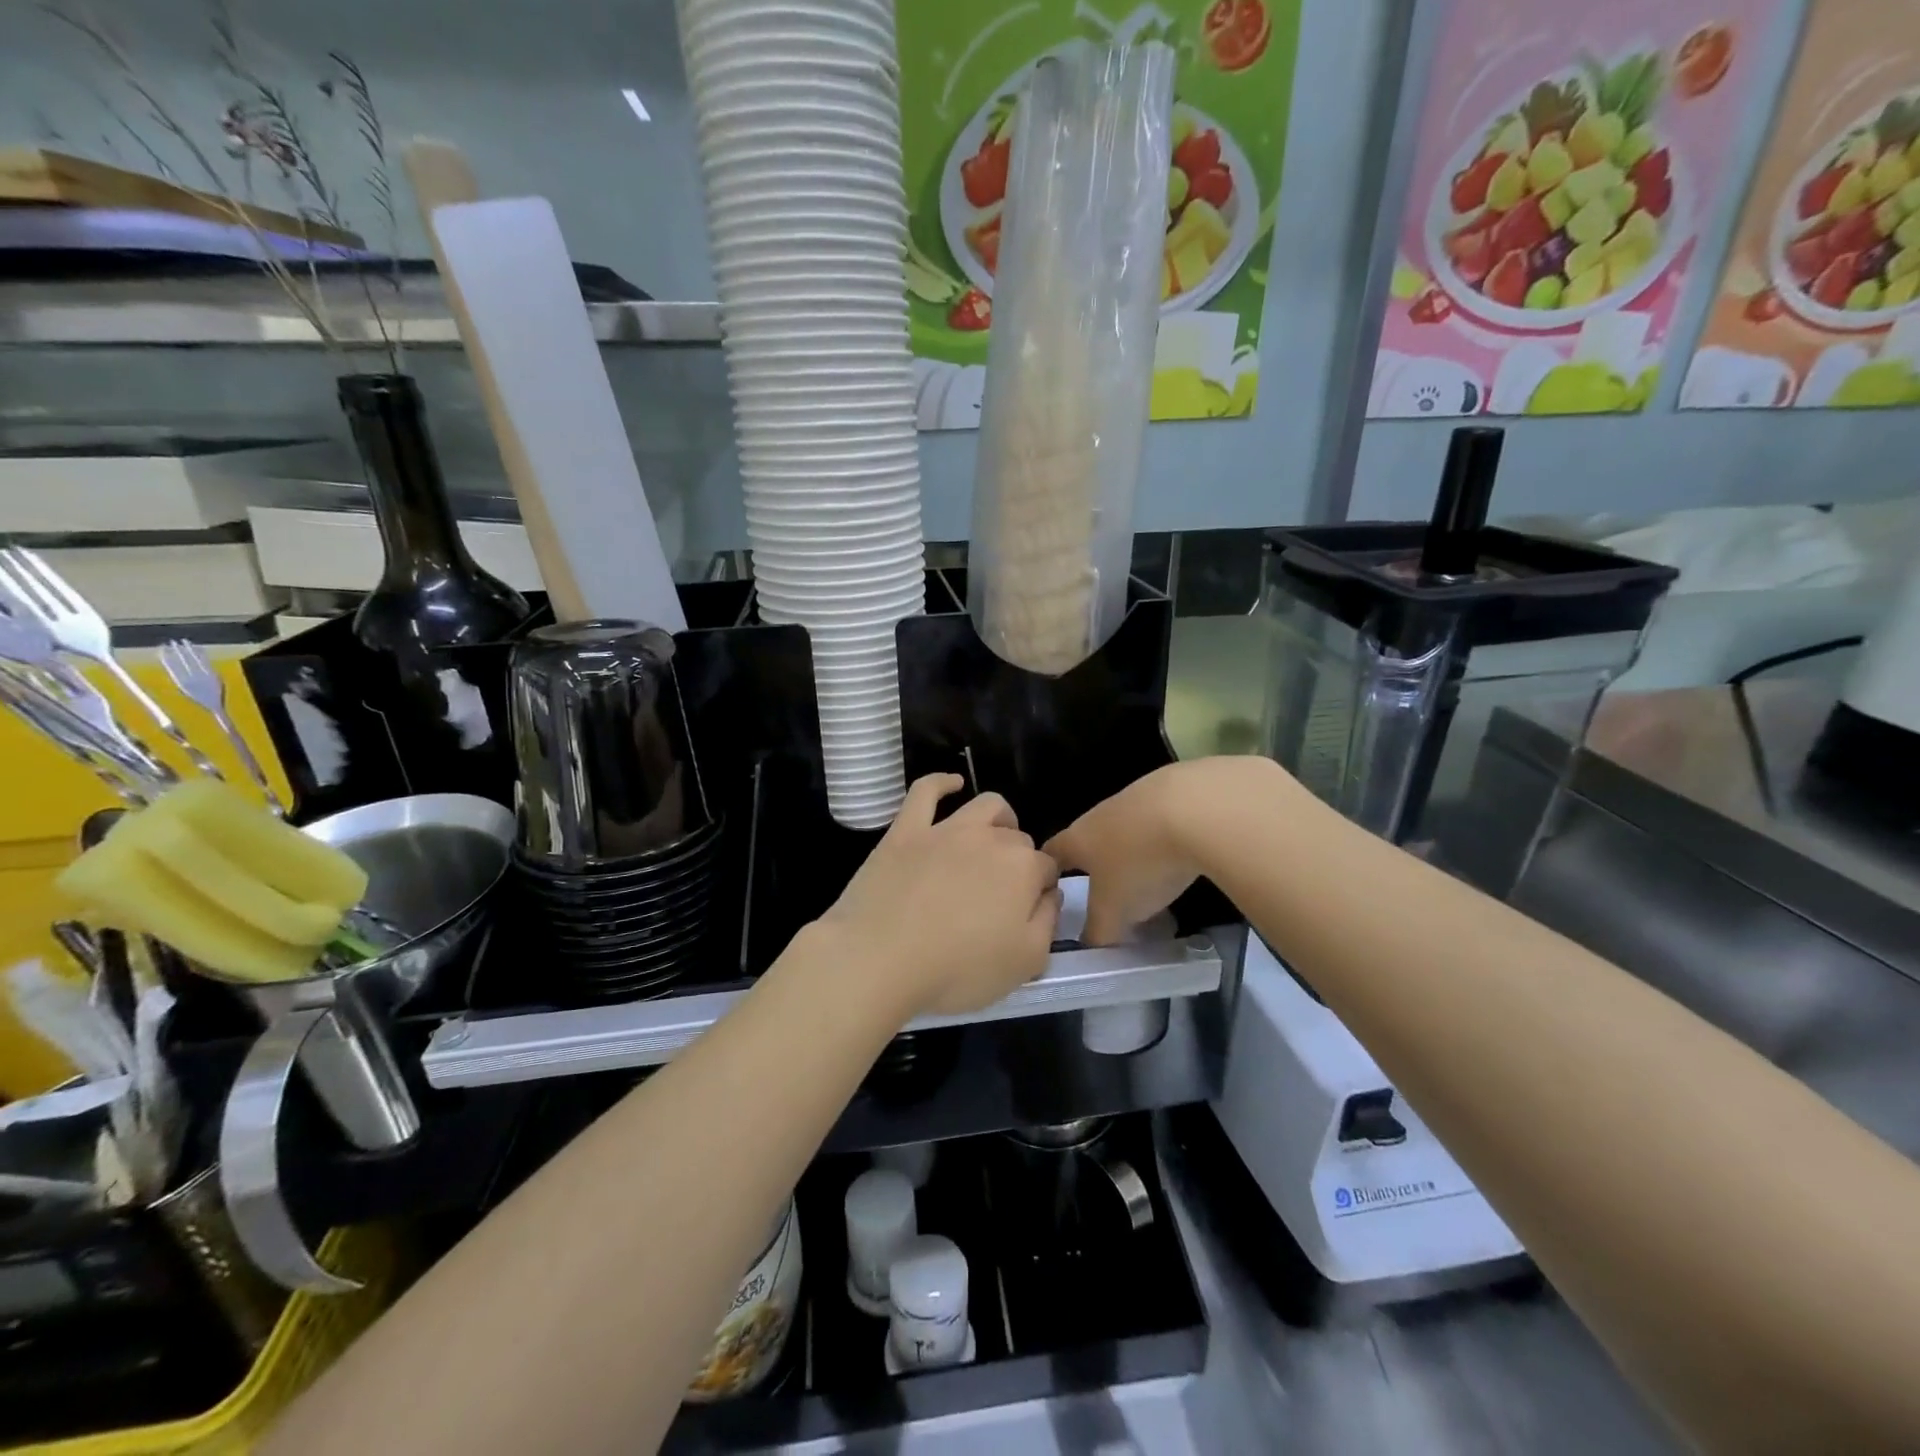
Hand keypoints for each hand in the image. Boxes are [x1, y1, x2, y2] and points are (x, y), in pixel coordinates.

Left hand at [819, 775, 1060, 1019]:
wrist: (879, 958)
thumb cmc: (956, 970)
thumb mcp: (1025, 963)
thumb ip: (1048, 923)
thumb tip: (1050, 894)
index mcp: (1023, 869)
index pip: (1046, 869)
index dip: (1041, 890)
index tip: (1028, 912)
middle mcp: (990, 839)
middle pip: (1018, 840)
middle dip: (1020, 861)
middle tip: (1002, 895)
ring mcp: (945, 829)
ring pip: (985, 807)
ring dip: (999, 819)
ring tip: (994, 839)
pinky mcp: (906, 830)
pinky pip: (926, 791)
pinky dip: (942, 782)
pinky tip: (952, 784)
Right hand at [1046, 758, 1287, 943]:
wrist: (1195, 807)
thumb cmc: (1140, 863)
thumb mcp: (1116, 911)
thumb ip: (1099, 931)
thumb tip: (1091, 943)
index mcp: (1078, 839)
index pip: (1051, 853)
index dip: (1047, 871)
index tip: (1050, 890)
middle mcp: (1100, 814)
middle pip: (1089, 839)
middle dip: (1096, 866)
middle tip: (1107, 895)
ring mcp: (1136, 798)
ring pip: (1125, 830)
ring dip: (1132, 853)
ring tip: (1150, 881)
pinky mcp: (1173, 791)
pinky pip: (1159, 822)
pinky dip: (1164, 841)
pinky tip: (1182, 858)